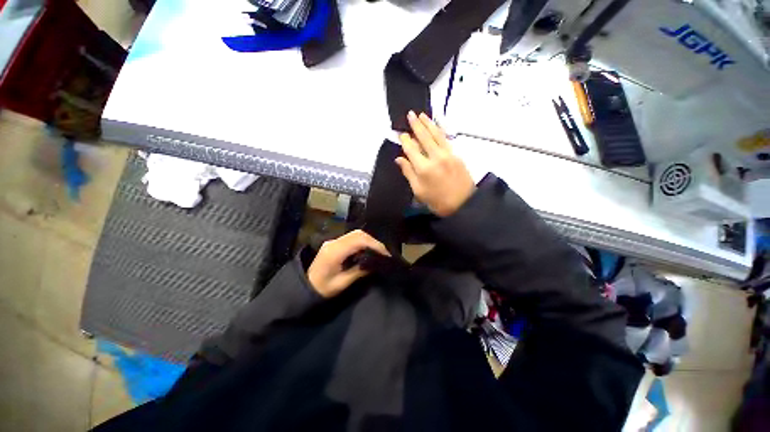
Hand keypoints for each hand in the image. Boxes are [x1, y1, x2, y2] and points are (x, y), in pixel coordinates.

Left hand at [307, 230, 389, 297]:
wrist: (305, 286)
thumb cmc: (322, 288)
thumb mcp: (342, 283)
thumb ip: (359, 271)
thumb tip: (375, 263)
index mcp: (334, 251)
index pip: (358, 240)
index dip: (374, 244)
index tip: (385, 253)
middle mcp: (334, 242)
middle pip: (358, 234)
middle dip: (373, 241)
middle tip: (383, 252)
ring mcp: (333, 241)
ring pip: (355, 234)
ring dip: (368, 241)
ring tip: (377, 252)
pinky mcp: (334, 243)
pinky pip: (351, 238)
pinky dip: (362, 242)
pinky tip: (367, 250)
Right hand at [396, 111, 475, 216]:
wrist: (463, 204)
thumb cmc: (437, 201)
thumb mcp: (419, 191)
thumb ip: (408, 173)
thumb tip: (399, 159)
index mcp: (423, 168)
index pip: (411, 149)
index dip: (405, 140)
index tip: (401, 134)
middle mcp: (435, 157)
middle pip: (424, 137)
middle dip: (416, 125)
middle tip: (410, 114)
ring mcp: (448, 154)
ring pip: (436, 135)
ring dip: (428, 124)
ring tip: (422, 115)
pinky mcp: (456, 155)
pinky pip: (446, 139)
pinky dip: (440, 130)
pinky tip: (437, 125)